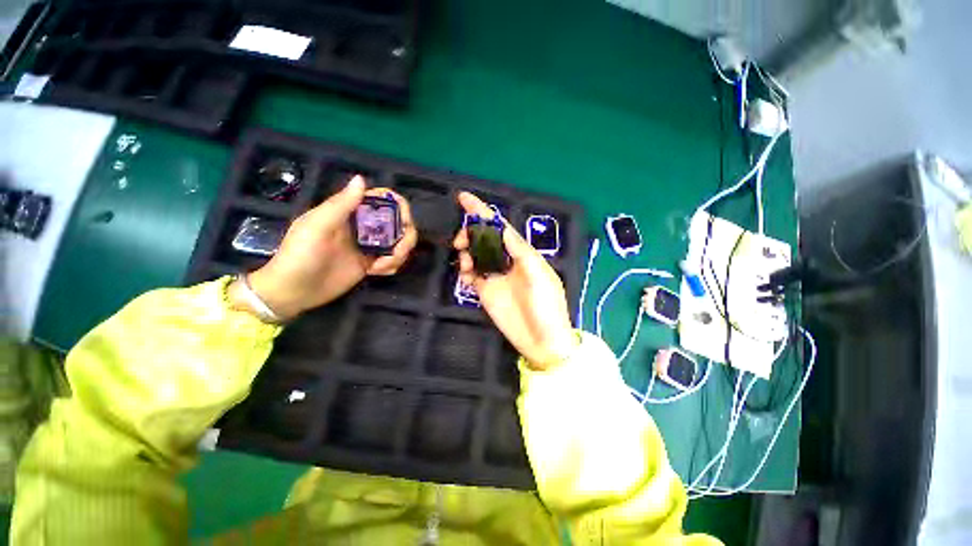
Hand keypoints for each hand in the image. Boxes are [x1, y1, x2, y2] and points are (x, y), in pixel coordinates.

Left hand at [240, 175, 417, 320]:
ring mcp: (369, 246)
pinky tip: (378, 273)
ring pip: (400, 242)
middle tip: (397, 253)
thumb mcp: (317, 226)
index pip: (383, 200)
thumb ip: (340, 204)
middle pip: (399, 223)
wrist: (294, 291)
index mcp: (350, 212)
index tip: (404, 222)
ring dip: (399, 255)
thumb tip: (361, 178)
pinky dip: (393, 265)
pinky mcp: (372, 263)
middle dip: (404, 237)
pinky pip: (393, 260)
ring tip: (382, 267)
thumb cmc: (299, 255)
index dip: (399, 207)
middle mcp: (364, 226)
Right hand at [453, 192, 576, 370]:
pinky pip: (471, 275)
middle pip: (484, 239)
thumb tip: (503, 230)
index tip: (464, 198)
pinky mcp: (486, 292)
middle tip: (460, 242)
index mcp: (523, 254)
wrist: (542, 341)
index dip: (483, 212)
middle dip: (470, 234)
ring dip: (466, 252)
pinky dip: (465, 271)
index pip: (501, 228)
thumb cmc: (547, 307)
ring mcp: (495, 276)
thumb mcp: (540, 276)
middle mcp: (507, 261)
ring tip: (465, 262)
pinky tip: (465, 275)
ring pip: (475, 255)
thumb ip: (521, 252)